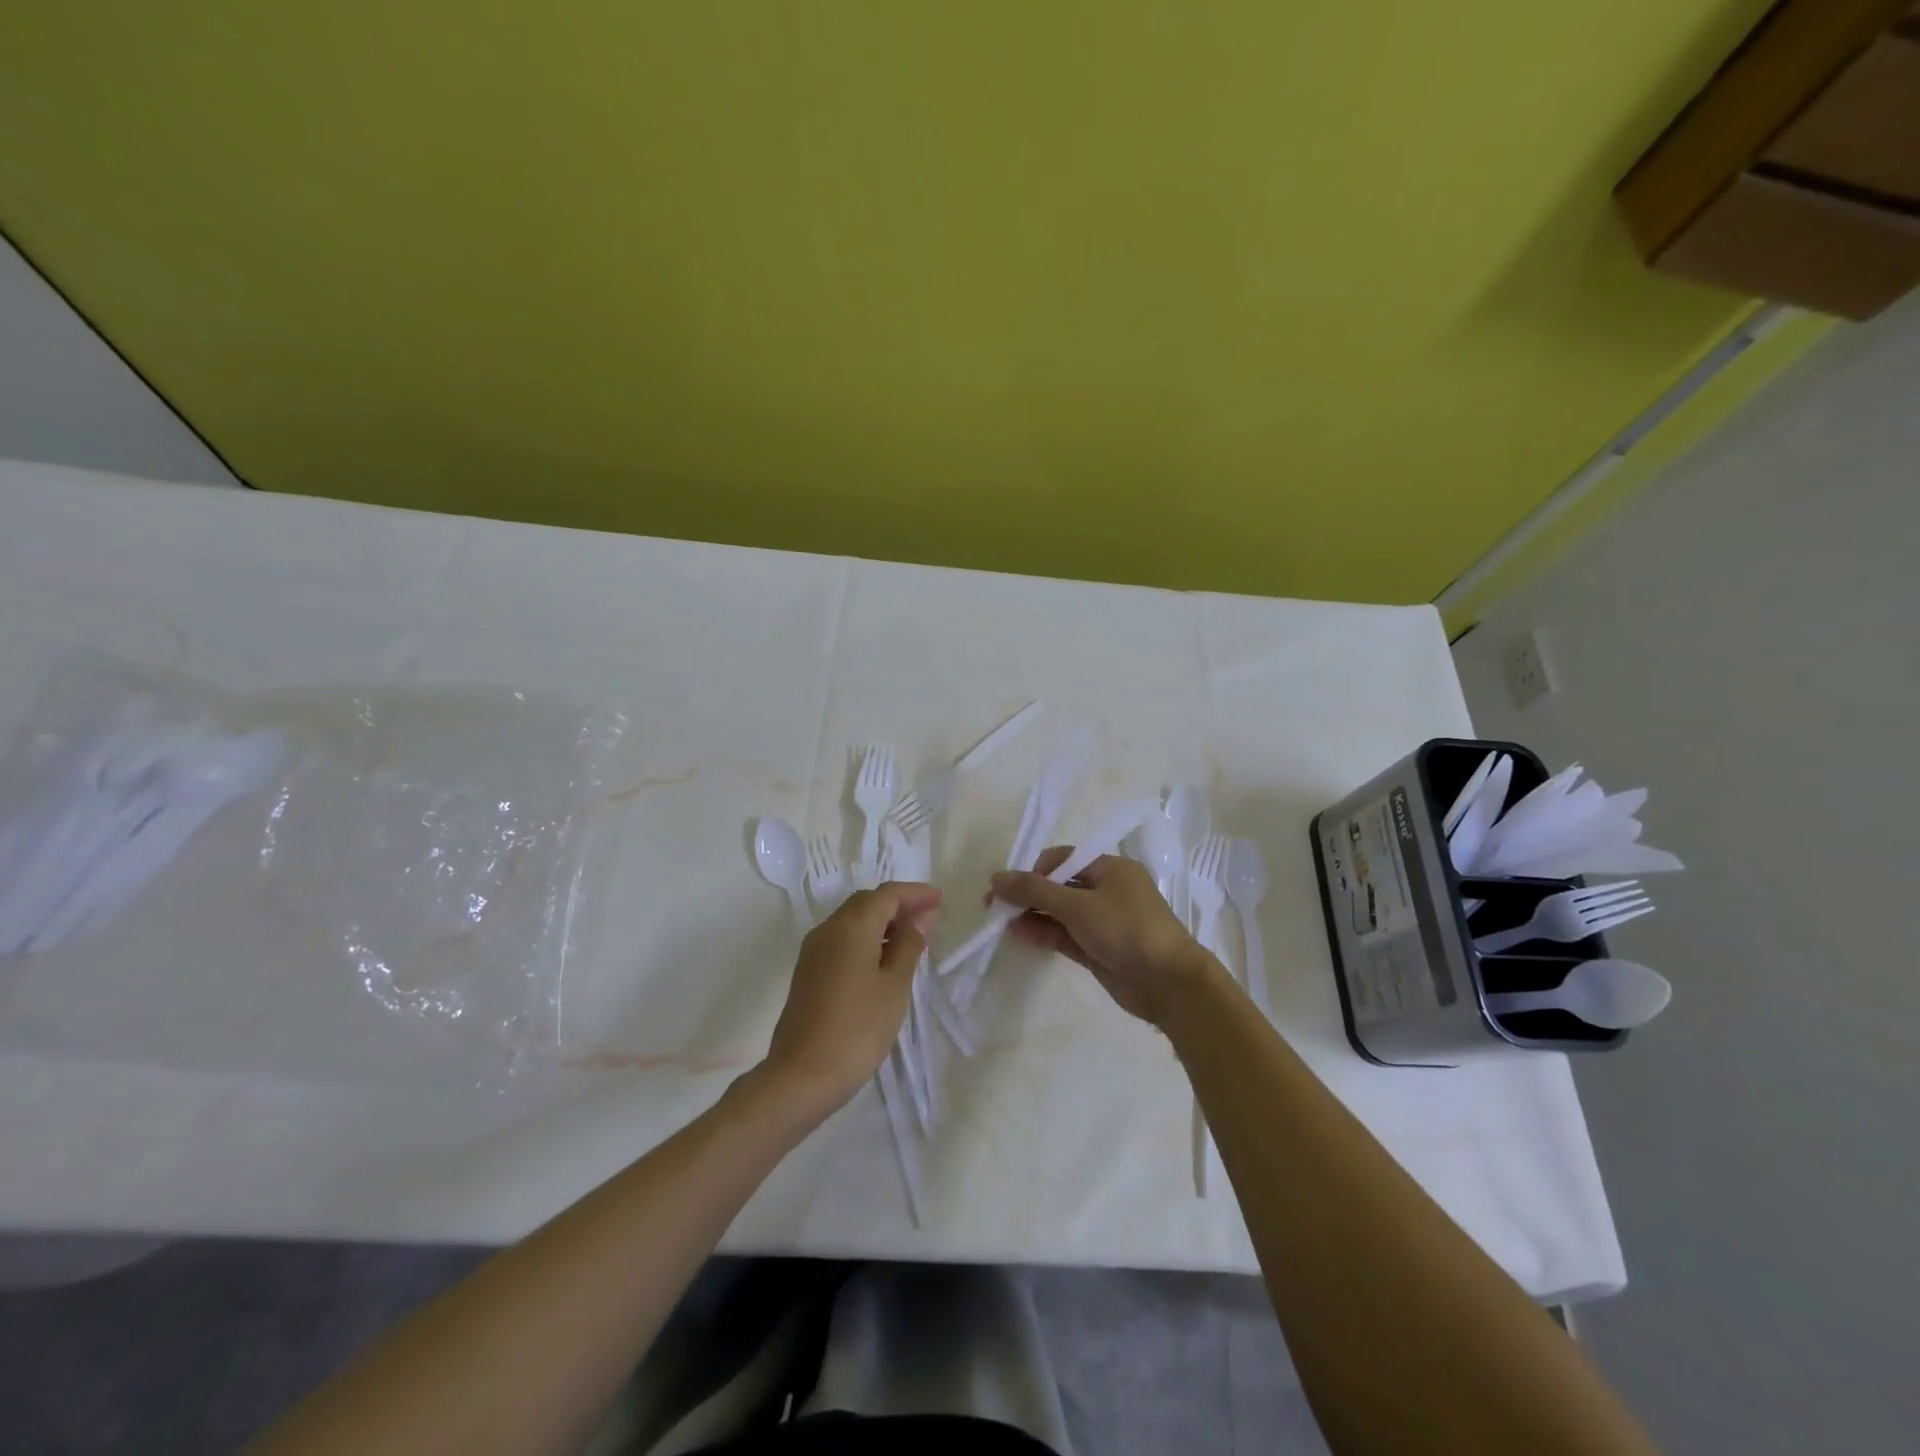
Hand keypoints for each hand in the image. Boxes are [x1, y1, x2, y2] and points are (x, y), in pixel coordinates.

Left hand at [762, 882, 941, 1110]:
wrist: (802, 1076)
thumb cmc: (858, 1029)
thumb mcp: (894, 986)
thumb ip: (909, 945)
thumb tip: (921, 917)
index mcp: (852, 926)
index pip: (888, 894)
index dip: (916, 893)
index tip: (940, 900)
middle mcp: (828, 928)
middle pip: (867, 902)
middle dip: (899, 905)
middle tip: (929, 920)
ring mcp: (813, 950)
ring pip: (852, 920)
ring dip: (882, 922)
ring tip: (911, 941)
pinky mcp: (808, 971)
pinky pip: (841, 940)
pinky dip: (866, 939)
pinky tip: (883, 961)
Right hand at [990, 848, 1213, 1025]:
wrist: (1169, 983)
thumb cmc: (1126, 929)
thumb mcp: (1078, 905)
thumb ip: (1035, 890)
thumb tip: (997, 877)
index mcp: (1110, 868)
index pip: (1063, 859)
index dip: (1032, 870)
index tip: (1005, 885)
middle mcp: (1107, 890)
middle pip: (1059, 886)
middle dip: (1028, 894)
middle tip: (994, 906)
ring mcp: (1103, 922)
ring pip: (1060, 913)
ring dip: (1032, 915)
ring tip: (1001, 922)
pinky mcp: (1099, 949)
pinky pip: (1065, 935)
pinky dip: (1044, 933)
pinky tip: (1019, 934)